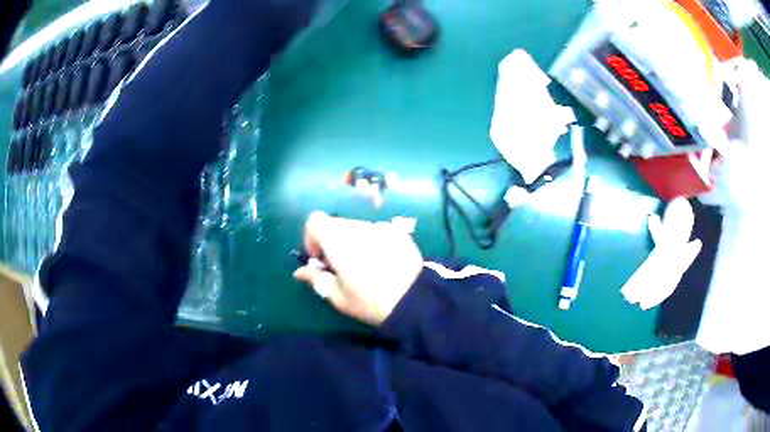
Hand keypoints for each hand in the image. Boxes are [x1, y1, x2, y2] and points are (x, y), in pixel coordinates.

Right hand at [293, 212, 423, 325]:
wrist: (415, 300)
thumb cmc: (370, 301)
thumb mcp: (338, 296)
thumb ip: (316, 279)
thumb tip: (300, 272)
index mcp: (338, 239)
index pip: (314, 221)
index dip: (311, 238)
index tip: (320, 260)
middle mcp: (358, 226)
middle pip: (336, 224)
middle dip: (332, 241)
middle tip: (341, 267)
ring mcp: (380, 227)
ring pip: (356, 227)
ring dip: (352, 241)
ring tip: (364, 266)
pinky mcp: (398, 232)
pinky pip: (376, 232)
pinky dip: (372, 242)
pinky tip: (383, 263)